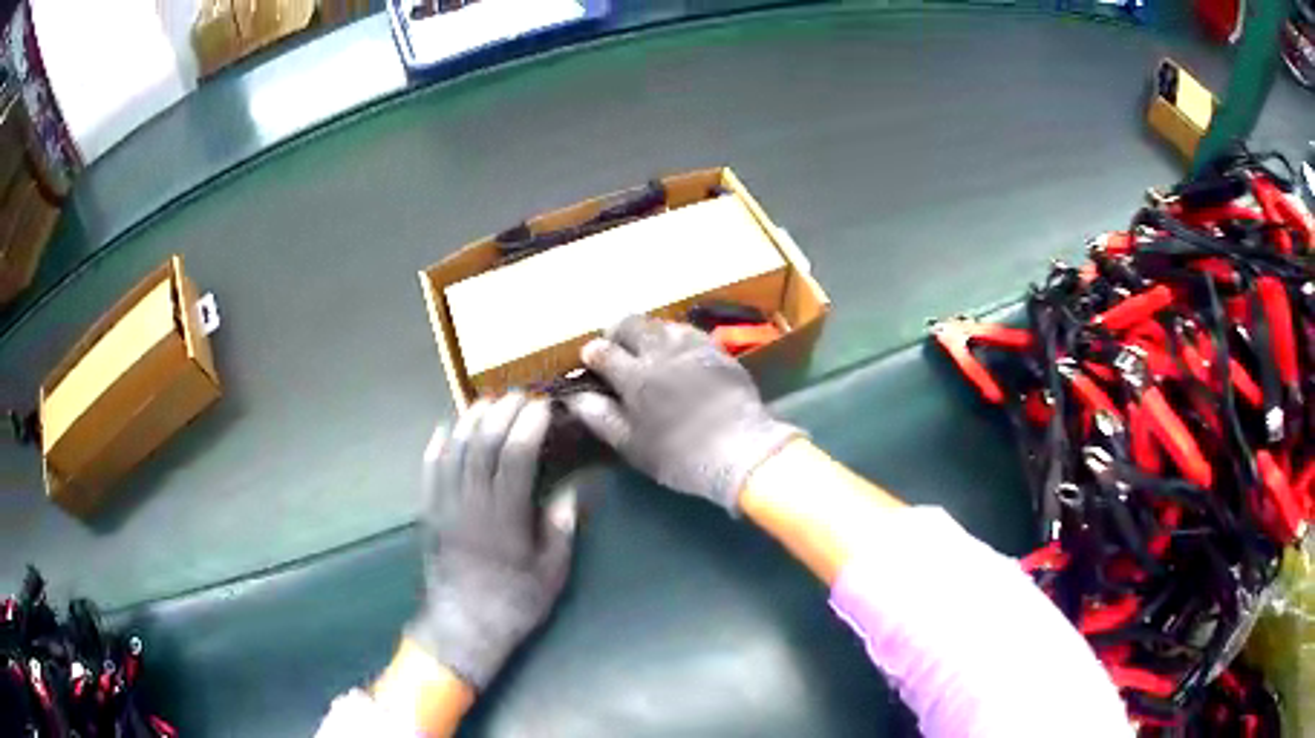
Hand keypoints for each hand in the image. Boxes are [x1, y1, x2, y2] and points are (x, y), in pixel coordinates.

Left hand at [407, 394, 576, 690]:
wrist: (463, 627)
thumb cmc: (513, 604)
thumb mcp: (551, 574)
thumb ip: (559, 530)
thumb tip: (569, 491)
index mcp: (505, 520)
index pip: (514, 457)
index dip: (528, 425)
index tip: (543, 406)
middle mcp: (470, 505)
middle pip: (482, 444)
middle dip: (502, 412)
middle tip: (520, 396)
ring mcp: (444, 507)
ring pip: (454, 451)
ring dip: (470, 420)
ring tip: (488, 402)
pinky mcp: (428, 514)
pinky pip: (429, 470)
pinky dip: (438, 444)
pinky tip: (448, 427)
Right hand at [564, 315, 802, 511]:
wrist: (740, 451)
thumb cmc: (679, 456)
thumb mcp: (632, 445)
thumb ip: (600, 417)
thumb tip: (575, 398)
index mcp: (635, 377)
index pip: (603, 351)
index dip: (592, 353)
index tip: (590, 359)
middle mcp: (661, 352)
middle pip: (631, 323)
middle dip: (617, 331)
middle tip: (616, 347)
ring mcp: (692, 347)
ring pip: (660, 323)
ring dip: (647, 331)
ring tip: (646, 348)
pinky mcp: (717, 350)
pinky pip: (689, 331)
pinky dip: (674, 336)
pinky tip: (677, 351)